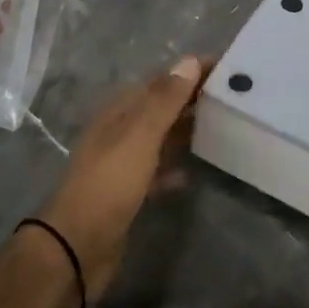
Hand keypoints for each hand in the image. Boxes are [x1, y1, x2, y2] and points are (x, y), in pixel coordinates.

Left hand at [36, 56, 204, 295]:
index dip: (190, 71)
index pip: (161, 81)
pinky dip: (173, 167)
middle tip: (231, 96)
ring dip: (184, 130)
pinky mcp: (127, 193)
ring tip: (220, 127)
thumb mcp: (140, 136)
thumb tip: (189, 60)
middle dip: (191, 99)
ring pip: (159, 137)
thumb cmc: (109, 184)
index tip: (226, 66)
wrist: (77, 247)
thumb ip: (165, 100)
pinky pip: (156, 171)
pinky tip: (191, 173)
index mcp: (119, 111)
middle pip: (160, 107)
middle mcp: (119, 131)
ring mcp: (121, 163)